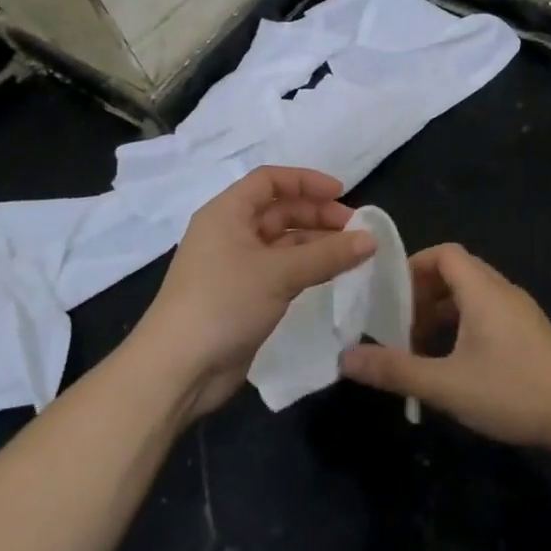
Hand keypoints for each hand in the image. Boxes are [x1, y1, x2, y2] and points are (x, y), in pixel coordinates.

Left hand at [134, 166, 373, 419]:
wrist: (178, 369)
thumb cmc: (224, 303)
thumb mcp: (280, 273)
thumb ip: (328, 254)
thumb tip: (371, 239)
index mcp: (227, 213)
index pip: (270, 181)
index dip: (306, 182)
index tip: (343, 193)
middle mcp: (229, 233)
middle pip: (279, 210)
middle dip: (317, 215)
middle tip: (356, 230)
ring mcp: (234, 266)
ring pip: (282, 242)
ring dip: (316, 243)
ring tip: (353, 254)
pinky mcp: (242, 296)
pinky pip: (280, 270)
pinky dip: (306, 268)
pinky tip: (331, 276)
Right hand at [340, 244, 550, 449]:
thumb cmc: (512, 390)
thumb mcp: (446, 384)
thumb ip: (396, 369)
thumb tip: (346, 358)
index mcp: (482, 290)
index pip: (445, 253)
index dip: (414, 266)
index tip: (391, 296)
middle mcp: (502, 290)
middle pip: (457, 272)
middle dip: (424, 294)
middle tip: (400, 326)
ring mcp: (520, 311)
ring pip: (473, 295)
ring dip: (444, 312)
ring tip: (421, 348)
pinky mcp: (530, 332)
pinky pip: (489, 312)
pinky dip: (464, 325)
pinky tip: (455, 363)